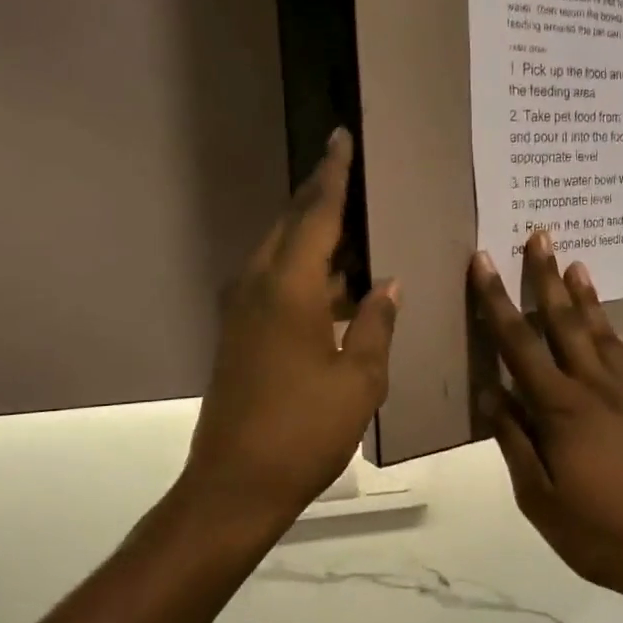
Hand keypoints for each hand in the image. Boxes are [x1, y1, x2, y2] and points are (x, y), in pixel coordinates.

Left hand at [179, 129, 398, 530]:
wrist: (235, 485)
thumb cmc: (305, 430)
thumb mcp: (360, 379)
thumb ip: (376, 324)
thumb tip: (387, 286)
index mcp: (289, 288)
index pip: (316, 214)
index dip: (333, 175)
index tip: (341, 137)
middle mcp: (258, 287)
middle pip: (291, 225)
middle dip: (320, 198)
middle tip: (352, 175)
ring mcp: (243, 312)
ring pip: (281, 254)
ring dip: (313, 238)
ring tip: (356, 229)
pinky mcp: (240, 335)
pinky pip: (275, 283)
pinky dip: (305, 272)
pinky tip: (338, 287)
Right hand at [471, 232, 622, 596]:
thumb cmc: (602, 533)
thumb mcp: (542, 499)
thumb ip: (515, 442)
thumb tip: (492, 394)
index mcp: (561, 409)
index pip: (519, 343)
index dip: (496, 300)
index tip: (484, 262)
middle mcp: (595, 388)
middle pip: (565, 321)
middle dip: (545, 277)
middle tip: (539, 235)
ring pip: (600, 332)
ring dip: (585, 296)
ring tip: (575, 264)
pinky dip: (613, 333)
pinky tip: (610, 326)